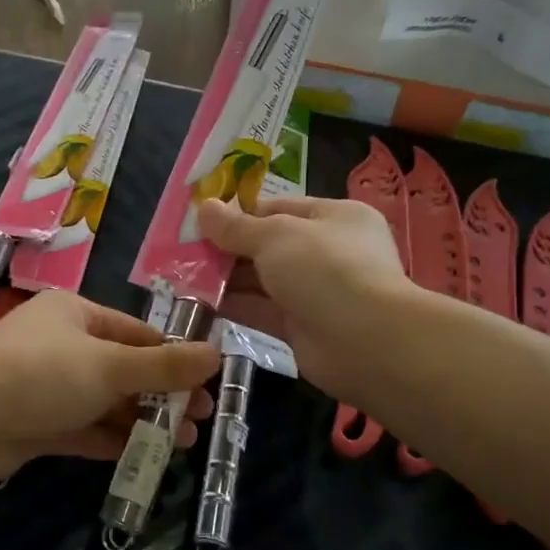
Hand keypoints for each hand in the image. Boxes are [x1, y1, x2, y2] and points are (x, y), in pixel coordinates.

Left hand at [0, 291, 218, 484]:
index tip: (209, 382)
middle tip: (201, 418)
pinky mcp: (37, 426)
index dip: (174, 357)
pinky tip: (145, 455)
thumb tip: (216, 354)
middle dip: (163, 394)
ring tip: (184, 441)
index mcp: (78, 316)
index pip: (138, 334)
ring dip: (143, 420)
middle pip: (125, 370)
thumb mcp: (110, 365)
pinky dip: (112, 441)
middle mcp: (64, 348)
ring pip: (106, 403)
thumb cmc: (41, 374)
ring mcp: (49, 389)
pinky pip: (84, 431)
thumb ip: (162, 367)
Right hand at [197, 195, 409, 404]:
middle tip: (184, 253)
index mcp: (334, 217)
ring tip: (184, 277)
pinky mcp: (303, 328)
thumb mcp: (276, 237)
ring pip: (263, 280)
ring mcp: (316, 292)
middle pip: (268, 245)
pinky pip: (263, 311)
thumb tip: (204, 208)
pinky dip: (235, 307)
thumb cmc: (325, 270)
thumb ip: (237, 227)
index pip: (278, 208)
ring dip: (227, 280)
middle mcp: (327, 252)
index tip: (199, 222)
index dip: (238, 214)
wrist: (365, 342)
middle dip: (227, 249)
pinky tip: (200, 304)